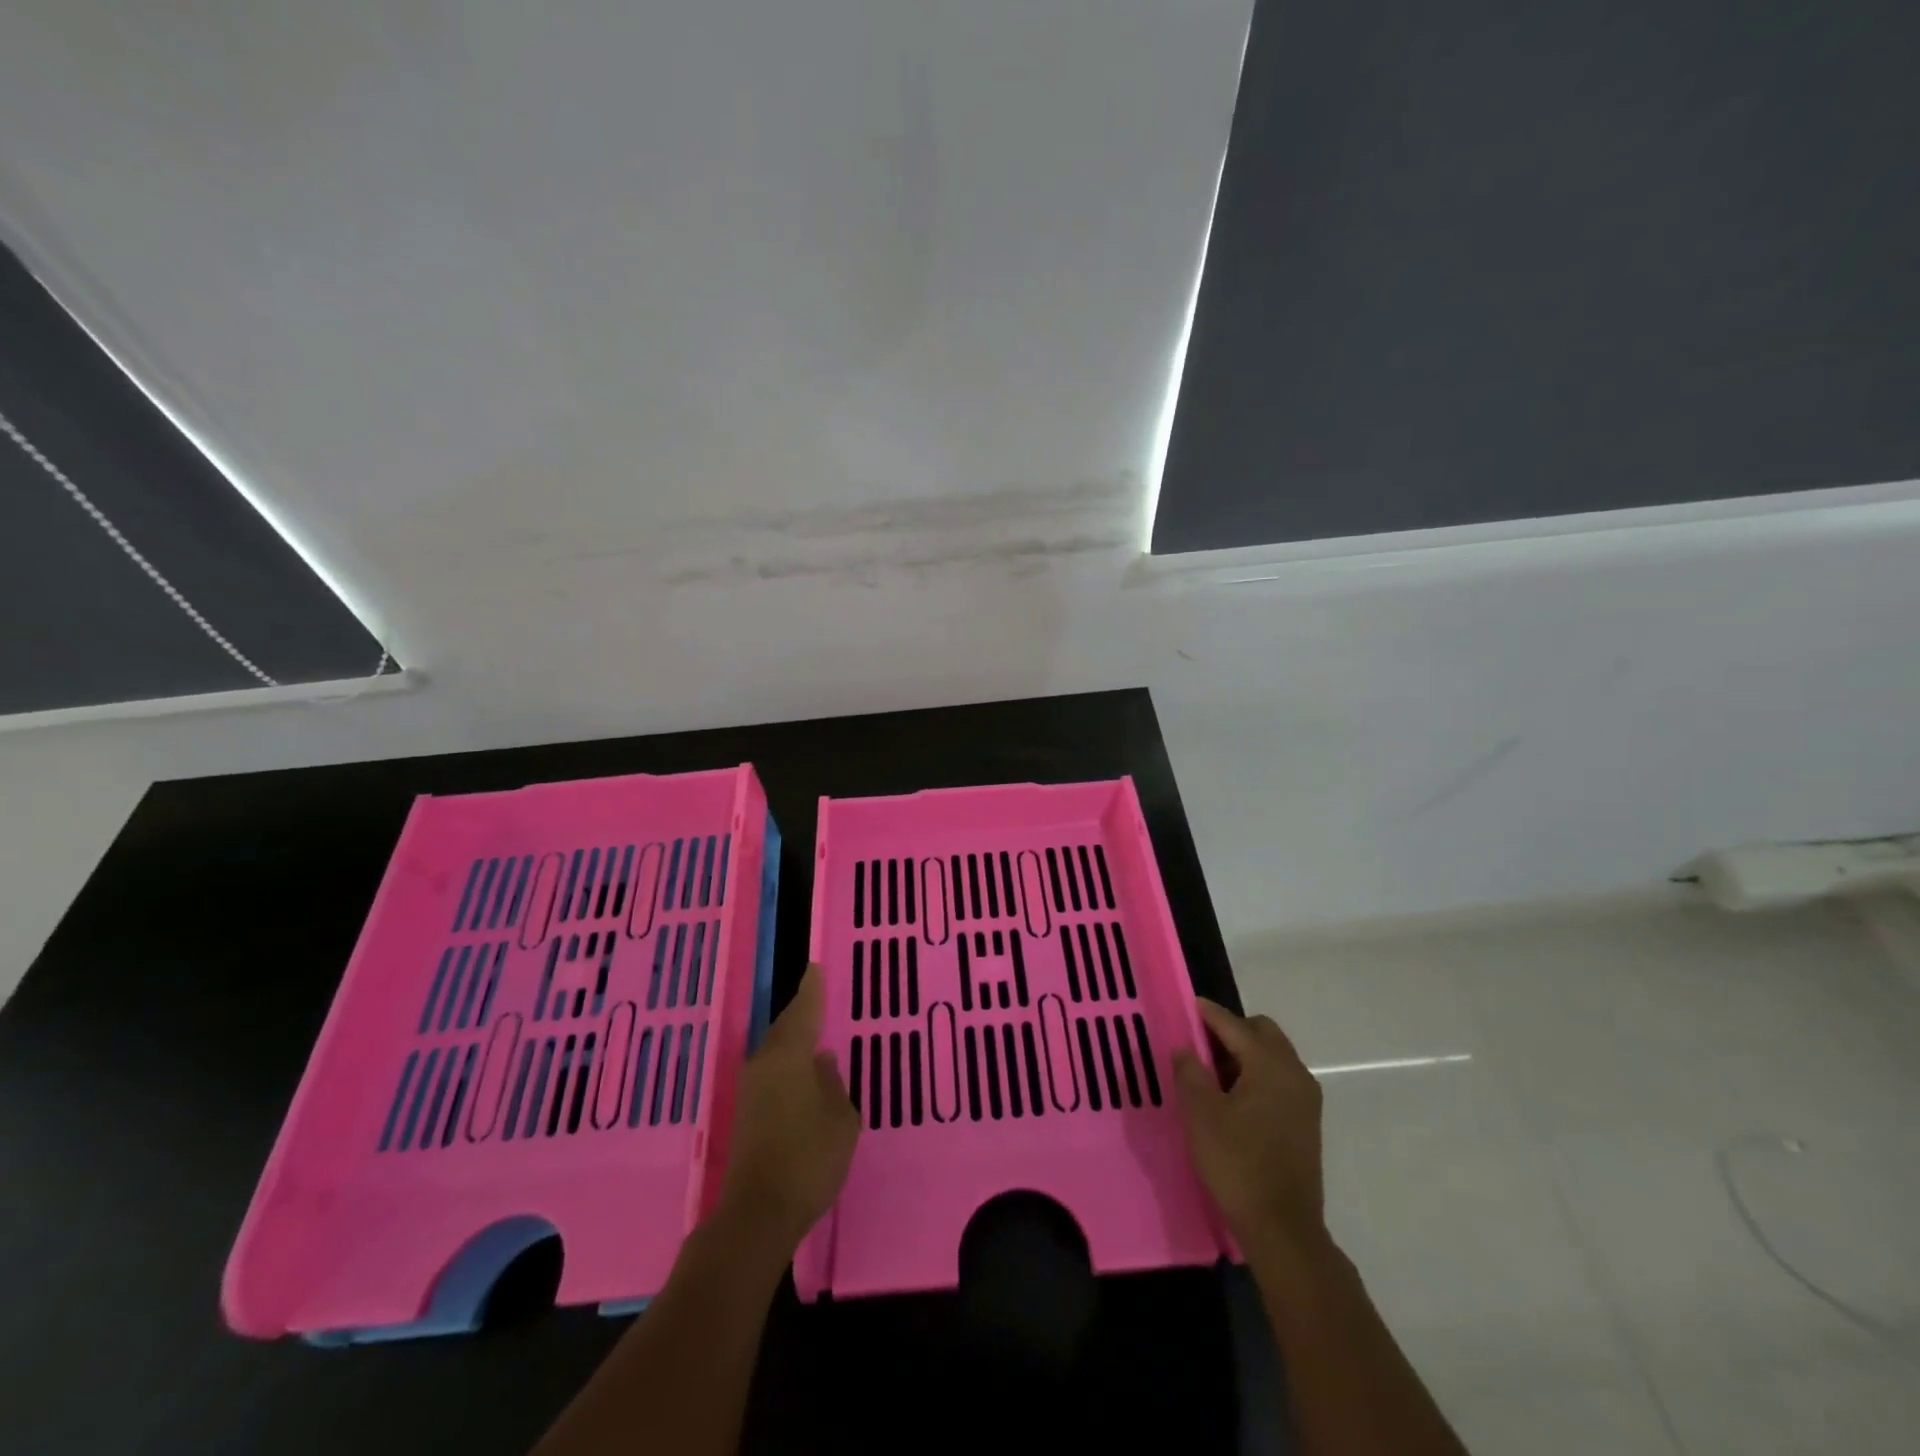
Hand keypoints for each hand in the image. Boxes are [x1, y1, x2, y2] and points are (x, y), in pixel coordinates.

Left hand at [717, 964, 859, 1247]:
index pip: (803, 1011)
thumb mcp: (840, 1119)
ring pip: (775, 1051)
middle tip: (817, 997)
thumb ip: (833, 1085)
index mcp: (789, 1056)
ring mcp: (750, 1090)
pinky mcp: (745, 1114)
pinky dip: (787, 1064)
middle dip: (801, 1013)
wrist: (758, 1213)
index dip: (812, 989)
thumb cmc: (808, 1158)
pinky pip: (771, 1072)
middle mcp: (764, 1064)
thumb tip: (821, 1062)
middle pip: (785, 1028)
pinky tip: (801, 1074)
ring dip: (793, 1040)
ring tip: (814, 1033)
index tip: (816, 968)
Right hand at [1173, 998, 1326, 1256]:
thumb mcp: (1201, 1114)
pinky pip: (1279, 1080)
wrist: (1283, 1230)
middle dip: (1231, 1030)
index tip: (1187, 1005)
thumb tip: (1186, 1048)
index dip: (1208, 1013)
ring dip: (1244, 1054)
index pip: (1234, 1025)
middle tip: (1199, 1043)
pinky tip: (1232, 1098)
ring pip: (1272, 1057)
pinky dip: (1256, 1075)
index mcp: (1270, 1065)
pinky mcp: (1306, 1123)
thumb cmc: (1238, 1164)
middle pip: (1262, 1033)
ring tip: (1211, 1072)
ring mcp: (1305, 1100)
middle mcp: (1295, 1074)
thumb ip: (1190, 1072)